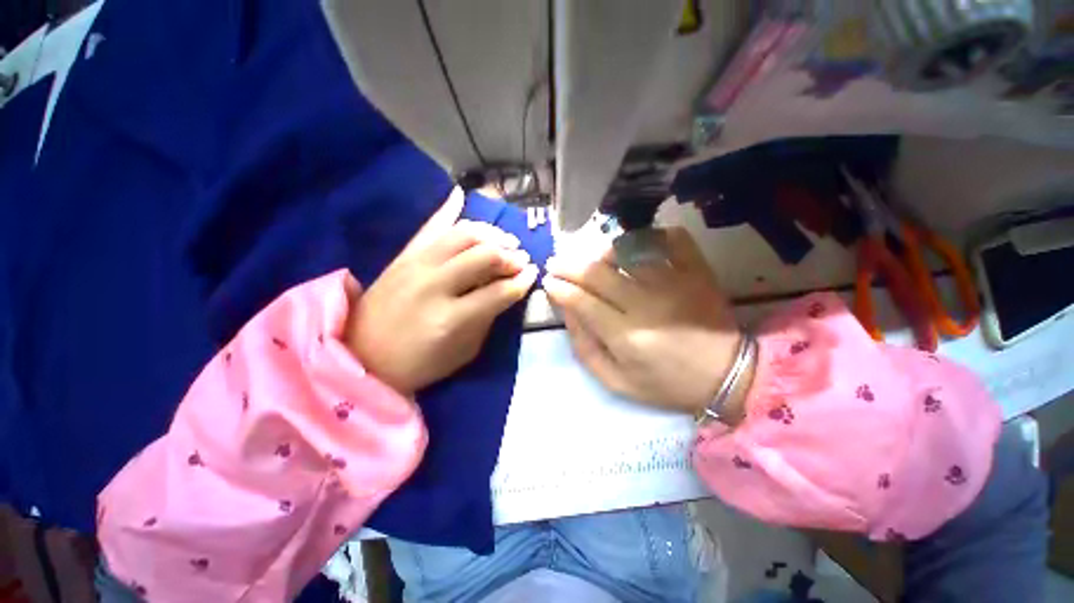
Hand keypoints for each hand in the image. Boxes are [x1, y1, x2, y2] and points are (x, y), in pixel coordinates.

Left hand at [347, 188, 538, 394]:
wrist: (362, 356)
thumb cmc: (419, 364)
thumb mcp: (464, 352)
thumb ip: (487, 318)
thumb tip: (507, 290)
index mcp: (452, 318)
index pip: (499, 291)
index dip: (522, 281)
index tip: (532, 274)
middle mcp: (435, 284)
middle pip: (484, 255)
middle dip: (510, 256)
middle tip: (521, 259)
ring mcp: (416, 265)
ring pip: (463, 234)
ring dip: (491, 234)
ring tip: (503, 241)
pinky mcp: (403, 256)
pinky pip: (431, 226)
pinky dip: (449, 210)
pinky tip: (461, 196)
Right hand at [542, 228, 748, 419]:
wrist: (727, 375)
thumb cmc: (666, 383)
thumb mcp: (617, 381)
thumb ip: (585, 348)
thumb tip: (568, 312)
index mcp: (626, 335)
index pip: (581, 300)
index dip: (559, 288)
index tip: (548, 283)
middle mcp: (646, 303)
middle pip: (596, 272)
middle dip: (568, 265)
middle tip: (556, 263)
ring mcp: (673, 281)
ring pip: (626, 250)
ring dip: (600, 251)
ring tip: (591, 259)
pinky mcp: (696, 271)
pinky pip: (670, 239)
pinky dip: (650, 234)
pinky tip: (635, 244)